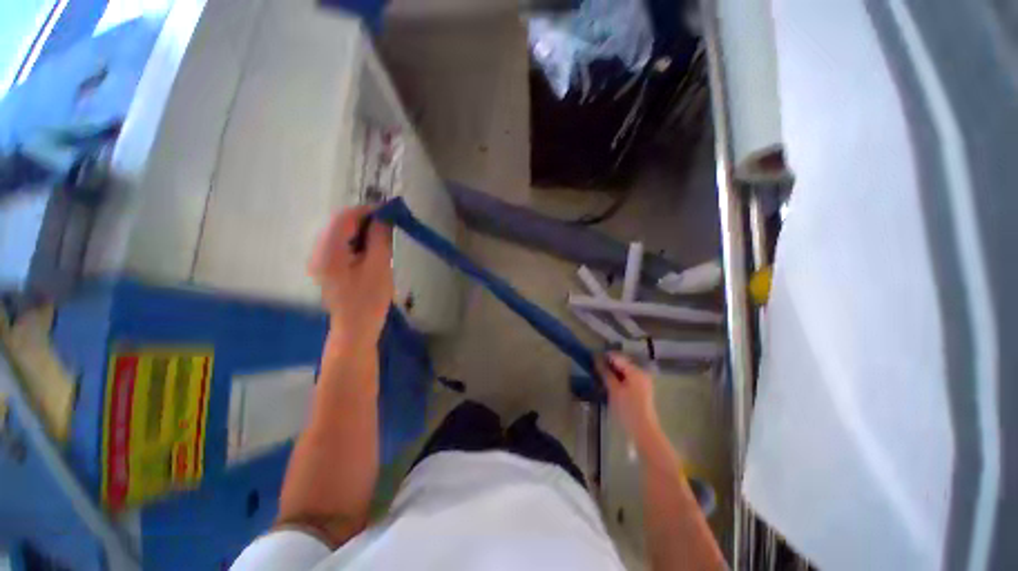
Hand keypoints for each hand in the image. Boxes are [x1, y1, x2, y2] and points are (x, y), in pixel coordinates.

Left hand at [308, 206, 393, 348]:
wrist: (356, 329)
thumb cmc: (369, 300)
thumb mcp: (379, 267)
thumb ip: (380, 239)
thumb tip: (384, 217)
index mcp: (328, 252)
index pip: (344, 218)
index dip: (367, 210)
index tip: (389, 211)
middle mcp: (318, 252)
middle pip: (340, 224)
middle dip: (365, 220)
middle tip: (389, 224)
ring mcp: (320, 260)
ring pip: (341, 234)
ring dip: (362, 230)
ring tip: (383, 236)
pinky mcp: (327, 267)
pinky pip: (341, 245)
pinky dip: (358, 241)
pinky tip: (372, 248)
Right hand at [597, 353, 660, 447]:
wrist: (644, 431)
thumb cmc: (627, 409)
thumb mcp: (614, 390)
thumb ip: (605, 373)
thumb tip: (596, 359)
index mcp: (636, 371)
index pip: (617, 357)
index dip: (604, 357)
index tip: (592, 359)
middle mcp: (641, 372)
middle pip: (622, 363)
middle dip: (608, 364)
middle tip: (595, 368)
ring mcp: (642, 381)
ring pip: (624, 370)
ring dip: (612, 372)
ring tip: (600, 376)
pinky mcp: (641, 389)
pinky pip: (628, 377)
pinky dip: (618, 378)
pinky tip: (610, 383)